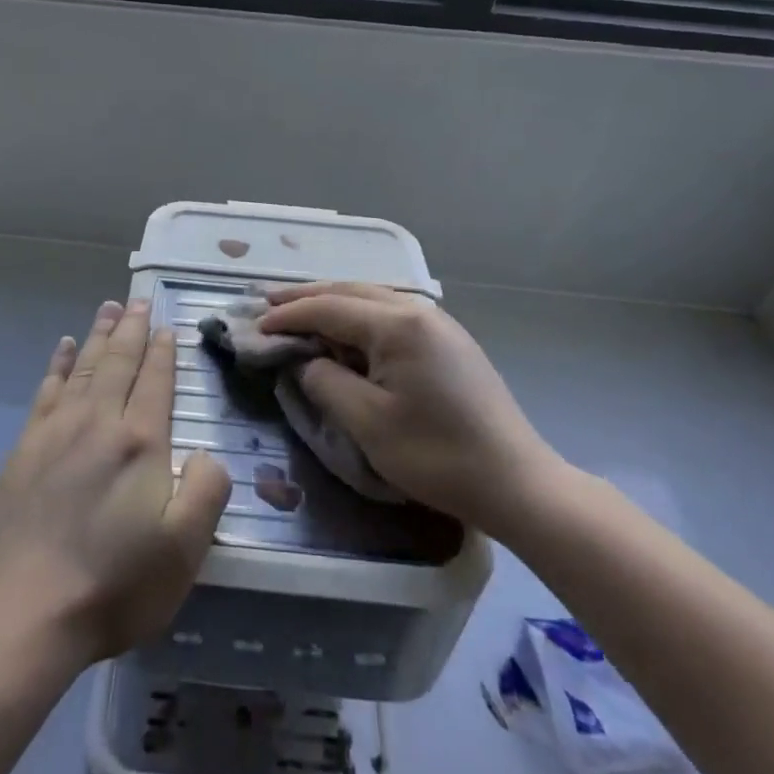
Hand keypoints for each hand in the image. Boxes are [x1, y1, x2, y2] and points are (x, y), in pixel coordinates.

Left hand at [0, 299, 231, 665]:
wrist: (27, 613)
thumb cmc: (115, 584)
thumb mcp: (184, 550)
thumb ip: (208, 490)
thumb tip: (206, 452)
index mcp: (140, 442)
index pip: (155, 381)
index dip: (164, 352)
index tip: (168, 326)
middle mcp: (98, 422)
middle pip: (118, 362)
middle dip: (132, 329)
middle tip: (140, 300)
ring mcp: (56, 432)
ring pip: (83, 367)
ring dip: (99, 335)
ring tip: (110, 309)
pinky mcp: (25, 449)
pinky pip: (46, 390)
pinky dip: (57, 364)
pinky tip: (63, 348)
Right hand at [259, 283, 561, 528]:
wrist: (517, 482)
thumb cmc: (438, 455)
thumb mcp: (368, 423)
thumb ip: (326, 382)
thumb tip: (307, 362)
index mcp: (397, 324)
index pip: (328, 308)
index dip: (288, 315)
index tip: (255, 326)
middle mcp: (417, 310)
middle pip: (349, 292)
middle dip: (306, 297)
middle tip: (267, 303)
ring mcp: (437, 323)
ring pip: (371, 299)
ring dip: (332, 303)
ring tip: (299, 311)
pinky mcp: (448, 341)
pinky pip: (391, 314)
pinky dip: (358, 317)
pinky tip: (346, 330)